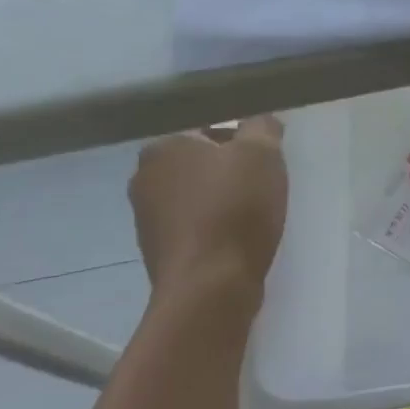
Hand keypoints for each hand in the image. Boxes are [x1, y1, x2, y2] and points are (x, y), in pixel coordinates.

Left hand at [130, 117, 288, 314]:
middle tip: (265, 183)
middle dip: (231, 170)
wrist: (211, 287)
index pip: (207, 128)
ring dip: (224, 200)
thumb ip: (262, 126)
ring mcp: (147, 219)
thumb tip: (260, 121)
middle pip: (201, 163)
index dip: (242, 139)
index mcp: (162, 147)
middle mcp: (144, 178)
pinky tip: (240, 239)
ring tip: (257, 214)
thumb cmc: (234, 209)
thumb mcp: (261, 153)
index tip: (265, 157)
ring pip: (198, 195)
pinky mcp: (160, 252)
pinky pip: (196, 226)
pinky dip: (217, 227)